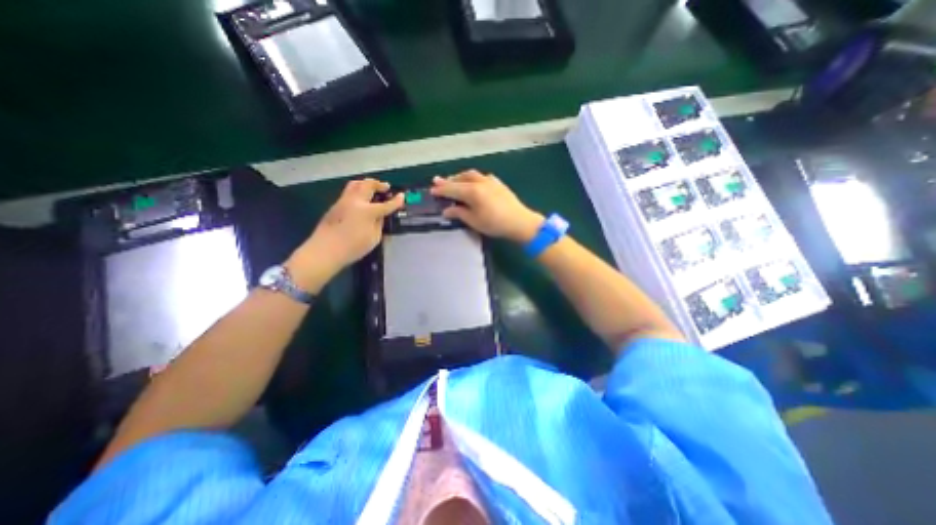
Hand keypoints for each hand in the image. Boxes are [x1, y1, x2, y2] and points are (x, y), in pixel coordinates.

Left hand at [285, 179, 401, 289]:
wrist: (325, 250)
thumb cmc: (353, 247)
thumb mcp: (374, 238)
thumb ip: (379, 224)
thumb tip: (380, 215)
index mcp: (367, 211)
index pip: (386, 204)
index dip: (396, 200)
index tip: (402, 196)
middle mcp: (355, 201)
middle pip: (368, 185)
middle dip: (379, 184)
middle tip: (386, 187)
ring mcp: (343, 201)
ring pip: (355, 184)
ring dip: (366, 184)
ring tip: (372, 188)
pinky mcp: (335, 205)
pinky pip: (349, 192)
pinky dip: (358, 191)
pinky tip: (361, 199)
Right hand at [429, 171, 541, 243]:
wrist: (520, 222)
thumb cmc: (495, 224)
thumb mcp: (474, 221)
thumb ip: (459, 213)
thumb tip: (447, 210)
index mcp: (472, 191)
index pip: (452, 189)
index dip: (441, 190)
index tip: (432, 190)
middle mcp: (480, 182)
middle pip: (460, 179)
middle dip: (448, 181)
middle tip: (438, 182)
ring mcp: (490, 181)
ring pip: (471, 175)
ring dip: (460, 177)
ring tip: (454, 181)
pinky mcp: (498, 183)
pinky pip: (482, 177)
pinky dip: (473, 178)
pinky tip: (473, 183)